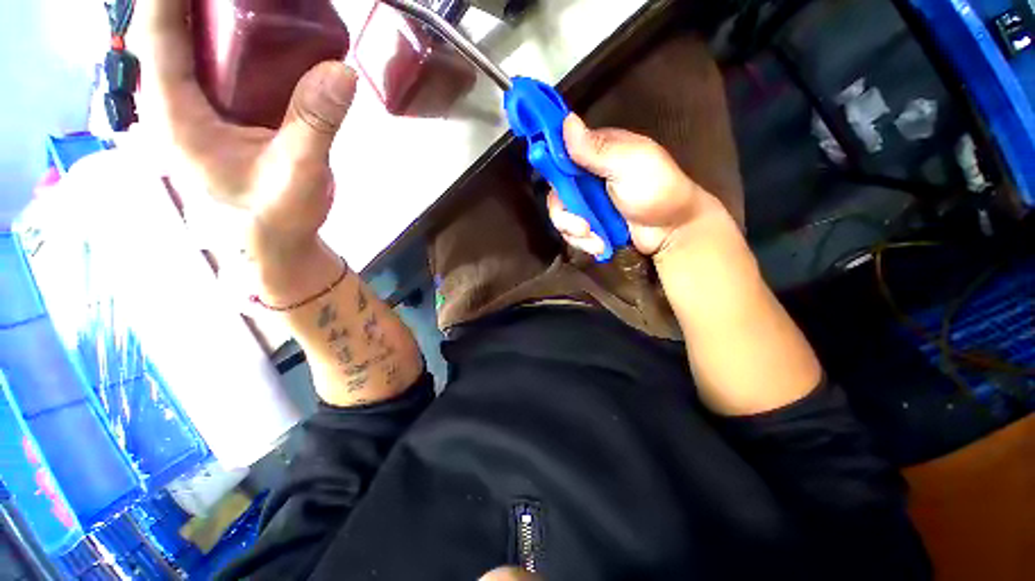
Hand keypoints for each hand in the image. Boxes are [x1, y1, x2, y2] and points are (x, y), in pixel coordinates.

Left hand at [134, 0, 356, 264]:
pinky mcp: (222, 115)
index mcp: (176, 116)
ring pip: (194, 45)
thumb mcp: (299, 172)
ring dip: (215, 15)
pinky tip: (264, 33)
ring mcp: (199, 109)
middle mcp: (178, 104)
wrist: (277, 243)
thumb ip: (315, 122)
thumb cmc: (277, 217)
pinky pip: (220, 66)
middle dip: (196, 2)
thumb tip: (343, 70)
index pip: (158, 37)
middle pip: (172, 32)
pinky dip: (236, 41)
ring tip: (256, 5)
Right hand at [547, 115, 726, 257]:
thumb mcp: (631, 164)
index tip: (558, 185)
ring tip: (597, 241)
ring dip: (575, 233)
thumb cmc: (657, 190)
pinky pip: (571, 233)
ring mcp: (586, 203)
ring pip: (561, 216)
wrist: (673, 230)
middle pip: (556, 193)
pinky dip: (584, 243)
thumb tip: (567, 120)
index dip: (552, 166)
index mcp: (596, 152)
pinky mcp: (588, 224)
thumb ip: (598, 149)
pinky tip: (600, 246)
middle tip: (583, 227)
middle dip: (565, 216)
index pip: (560, 152)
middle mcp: (586, 176)